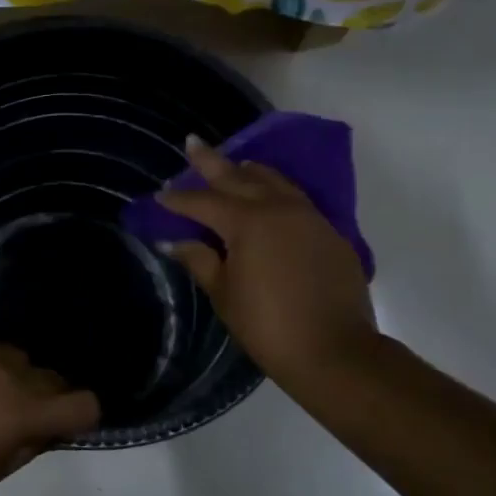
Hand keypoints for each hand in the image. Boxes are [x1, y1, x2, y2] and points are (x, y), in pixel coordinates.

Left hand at [0, 339, 99, 495]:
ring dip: (11, 372)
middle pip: (50, 376)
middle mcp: (10, 375)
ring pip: (16, 354)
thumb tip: (50, 426)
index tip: (66, 421)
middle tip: (17, 412)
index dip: (81, 413)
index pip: (84, 403)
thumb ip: (30, 444)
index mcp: (24, 414)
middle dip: (44, 394)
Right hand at [157, 136, 379, 389]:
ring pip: (274, 181)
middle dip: (211, 162)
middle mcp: (278, 208)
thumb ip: (199, 260)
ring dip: (250, 171)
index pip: (203, 203)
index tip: (160, 195)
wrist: (335, 351)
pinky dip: (277, 190)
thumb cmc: (268, 325)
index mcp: (246, 222)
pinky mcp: (330, 233)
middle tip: (193, 143)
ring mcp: (309, 217)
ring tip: (237, 164)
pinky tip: (272, 197)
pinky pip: (297, 199)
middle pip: (238, 177)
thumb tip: (174, 242)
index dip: (178, 199)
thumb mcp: (224, 294)